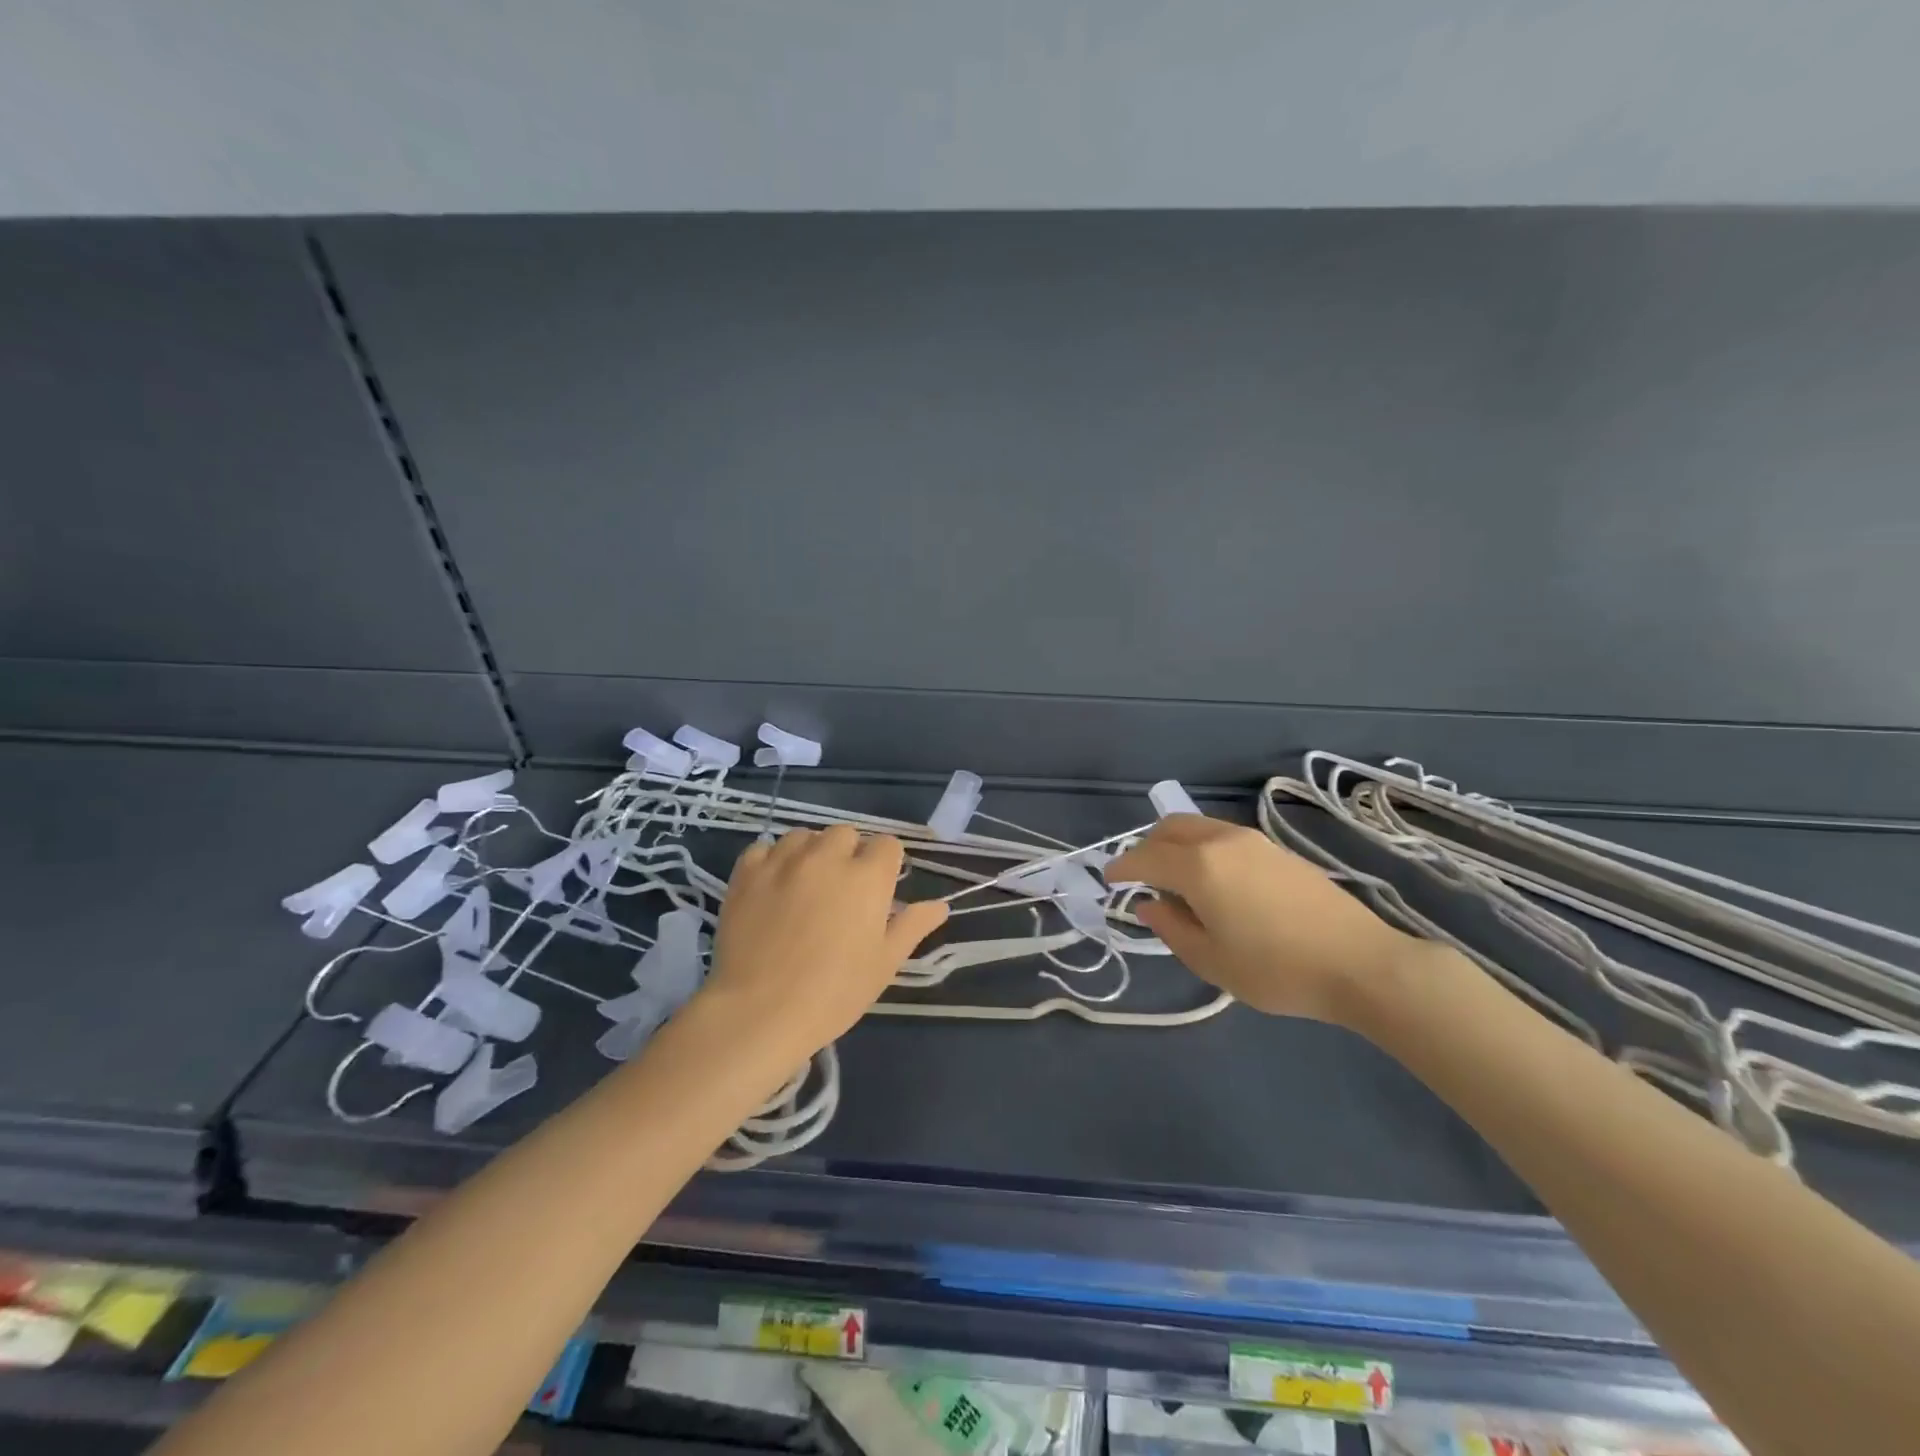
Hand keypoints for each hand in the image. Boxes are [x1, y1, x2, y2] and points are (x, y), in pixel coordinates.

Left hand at [698, 825, 948, 1057]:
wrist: (760, 1012)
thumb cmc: (834, 993)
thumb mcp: (884, 963)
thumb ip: (912, 926)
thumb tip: (940, 906)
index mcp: (867, 877)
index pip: (888, 845)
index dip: (886, 866)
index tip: (878, 892)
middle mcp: (827, 856)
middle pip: (846, 834)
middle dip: (849, 854)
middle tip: (842, 892)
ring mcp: (784, 861)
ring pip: (805, 836)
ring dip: (811, 853)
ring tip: (805, 886)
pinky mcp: (747, 872)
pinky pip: (764, 849)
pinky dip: (772, 861)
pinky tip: (772, 887)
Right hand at [1105, 815, 1423, 1023]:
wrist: (1360, 962)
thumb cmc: (1276, 969)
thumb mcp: (1211, 960)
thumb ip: (1171, 928)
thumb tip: (1150, 906)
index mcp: (1198, 866)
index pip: (1145, 857)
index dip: (1121, 868)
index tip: (1108, 880)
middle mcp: (1222, 841)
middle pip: (1170, 827)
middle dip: (1147, 847)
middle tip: (1140, 877)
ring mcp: (1253, 840)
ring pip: (1198, 827)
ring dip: (1176, 844)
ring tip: (1175, 879)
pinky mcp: (1277, 849)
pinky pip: (1223, 836)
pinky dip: (1202, 848)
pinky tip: (1213, 880)